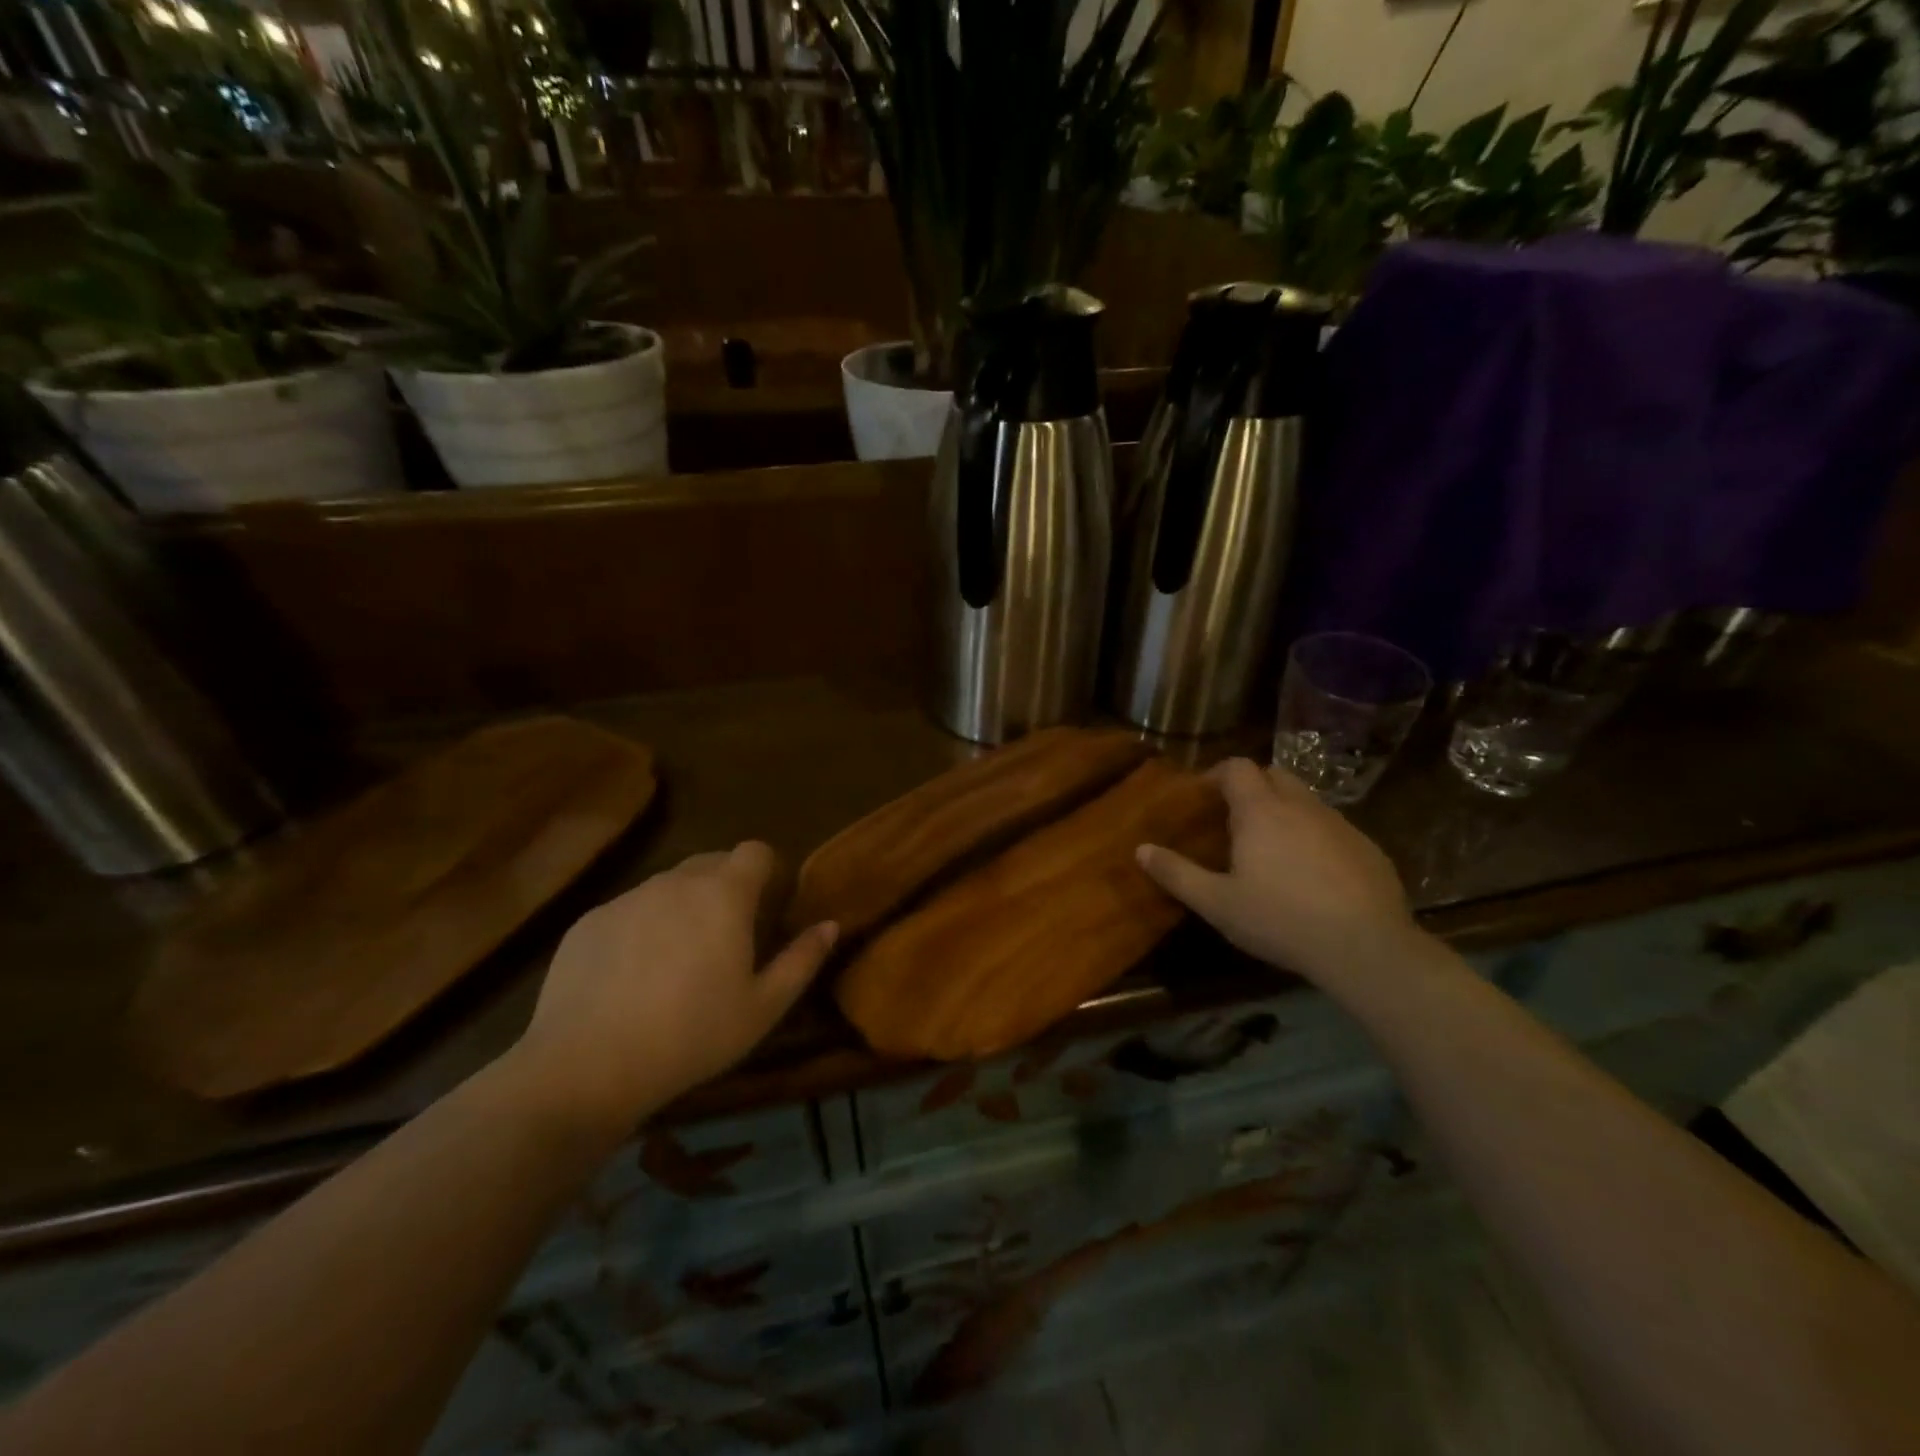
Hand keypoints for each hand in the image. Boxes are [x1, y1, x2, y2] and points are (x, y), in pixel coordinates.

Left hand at [505, 842, 836, 1141]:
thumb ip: (802, 959)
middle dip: (727, 886)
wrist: (587, 1066)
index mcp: (724, 895)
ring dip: (683, 906)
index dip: (767, 870)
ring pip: (668, 886)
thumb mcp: (763, 1007)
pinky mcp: (590, 921)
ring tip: (678, 961)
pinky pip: (629, 910)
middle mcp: (676, 882)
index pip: (755, 851)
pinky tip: (632, 978)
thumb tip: (830, 925)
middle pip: (712, 862)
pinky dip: (641, 928)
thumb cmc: (692, 1035)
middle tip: (729, 937)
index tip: (768, 905)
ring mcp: (627, 898)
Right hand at [1136, 758, 1421, 993]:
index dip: (1217, 774)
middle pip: (1274, 775)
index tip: (1202, 796)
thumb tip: (1141, 849)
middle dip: (1252, 787)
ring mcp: (1340, 825)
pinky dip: (1315, 836)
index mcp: (1261, 811)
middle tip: (1234, 820)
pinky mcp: (1369, 848)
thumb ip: (1177, 873)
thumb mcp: (1217, 903)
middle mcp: (1301, 806)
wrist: (1366, 947)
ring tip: (1271, 849)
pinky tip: (1312, 875)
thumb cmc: (1280, 919)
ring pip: (1306, 801)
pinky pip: (1333, 828)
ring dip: (1285, 811)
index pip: (1237, 768)